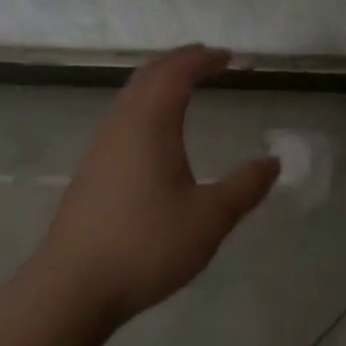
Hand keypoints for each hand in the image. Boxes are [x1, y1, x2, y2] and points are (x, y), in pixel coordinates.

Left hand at [39, 46, 280, 324]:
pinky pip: (123, 116)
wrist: (72, 288)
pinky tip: (156, 130)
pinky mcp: (92, 169)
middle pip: (149, 75)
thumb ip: (245, 187)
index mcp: (151, 124)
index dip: (204, 60)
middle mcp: (122, 125)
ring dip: (160, 81)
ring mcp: (101, 146)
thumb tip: (273, 162)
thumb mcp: (210, 219)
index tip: (230, 57)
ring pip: (131, 95)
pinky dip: (146, 103)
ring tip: (186, 86)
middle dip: (181, 61)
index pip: (177, 73)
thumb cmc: (146, 245)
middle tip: (210, 60)